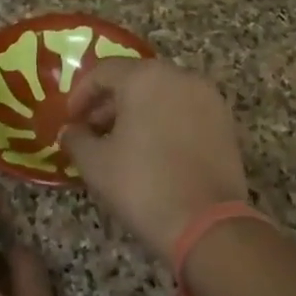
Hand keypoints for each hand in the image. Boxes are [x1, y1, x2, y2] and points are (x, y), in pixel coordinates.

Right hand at [60, 59, 249, 264]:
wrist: (206, 224)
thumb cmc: (142, 185)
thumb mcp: (96, 164)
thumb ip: (76, 139)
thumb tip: (71, 130)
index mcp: (146, 77)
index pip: (104, 71)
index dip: (81, 93)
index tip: (70, 119)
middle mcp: (180, 76)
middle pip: (136, 78)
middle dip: (110, 102)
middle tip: (92, 130)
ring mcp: (208, 98)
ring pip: (163, 93)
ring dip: (138, 111)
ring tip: (121, 143)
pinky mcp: (225, 122)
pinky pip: (185, 110)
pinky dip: (165, 121)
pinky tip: (153, 151)